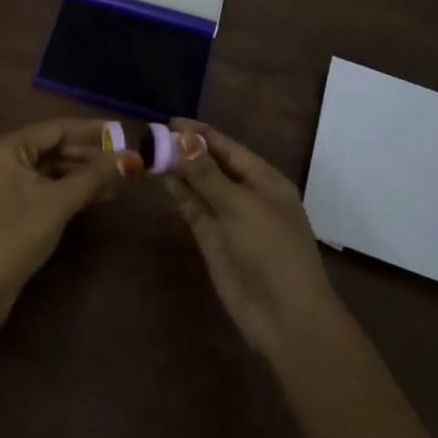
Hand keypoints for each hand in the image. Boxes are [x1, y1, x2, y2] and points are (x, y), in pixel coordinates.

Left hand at [0, 118, 126, 339]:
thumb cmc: (16, 237)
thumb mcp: (59, 203)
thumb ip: (94, 176)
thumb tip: (131, 158)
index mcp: (6, 147)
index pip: (56, 129)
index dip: (91, 131)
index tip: (123, 133)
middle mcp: (2, 157)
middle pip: (53, 147)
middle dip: (89, 155)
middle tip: (125, 160)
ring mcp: (3, 181)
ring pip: (50, 167)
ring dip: (81, 173)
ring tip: (117, 181)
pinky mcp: (8, 203)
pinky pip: (43, 185)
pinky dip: (67, 188)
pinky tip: (95, 195)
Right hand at [164, 120, 339, 365]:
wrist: (285, 316)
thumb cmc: (271, 249)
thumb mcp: (240, 205)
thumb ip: (207, 173)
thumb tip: (181, 138)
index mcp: (265, 180)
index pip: (228, 147)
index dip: (200, 134)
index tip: (169, 121)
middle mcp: (247, 194)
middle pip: (212, 165)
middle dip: (186, 150)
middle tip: (152, 135)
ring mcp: (229, 218)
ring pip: (201, 187)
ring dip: (180, 171)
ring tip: (152, 152)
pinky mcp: (214, 241)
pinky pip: (195, 210)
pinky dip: (181, 195)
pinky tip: (164, 179)